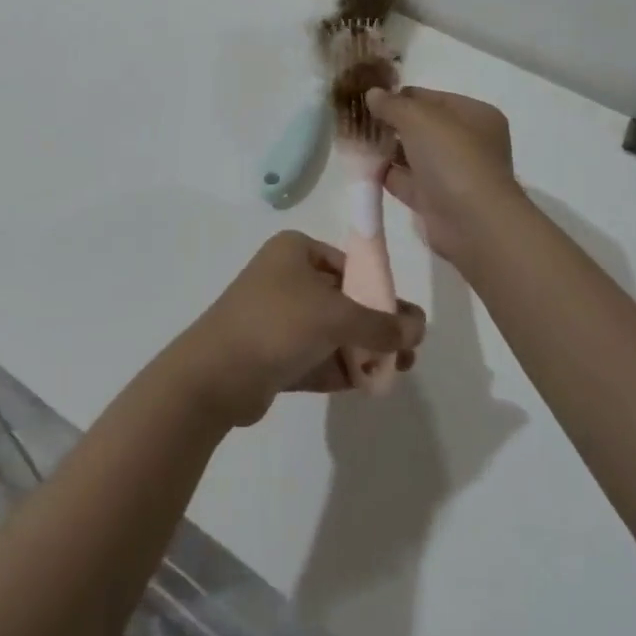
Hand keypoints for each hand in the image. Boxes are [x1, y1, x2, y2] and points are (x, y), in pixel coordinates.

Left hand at [172, 232, 425, 426]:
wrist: (215, 375)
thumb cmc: (277, 324)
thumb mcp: (336, 316)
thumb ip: (381, 323)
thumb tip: (420, 327)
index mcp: (296, 251)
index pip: (350, 265)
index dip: (380, 290)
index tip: (406, 320)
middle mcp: (287, 278)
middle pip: (345, 300)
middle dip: (377, 325)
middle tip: (410, 351)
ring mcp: (280, 317)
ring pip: (333, 331)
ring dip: (365, 350)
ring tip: (399, 371)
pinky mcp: (275, 354)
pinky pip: (318, 356)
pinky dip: (343, 367)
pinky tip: (370, 384)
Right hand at [366, 87, 530, 269]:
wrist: (472, 223)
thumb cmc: (452, 158)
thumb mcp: (418, 118)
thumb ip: (392, 104)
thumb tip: (372, 93)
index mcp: (474, 115)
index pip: (431, 98)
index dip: (401, 96)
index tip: (370, 99)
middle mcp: (468, 142)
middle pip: (422, 126)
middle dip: (391, 123)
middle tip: (359, 120)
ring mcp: (453, 173)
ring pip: (413, 154)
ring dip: (386, 149)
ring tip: (354, 141)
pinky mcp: (436, 201)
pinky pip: (406, 181)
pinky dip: (386, 174)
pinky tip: (361, 166)